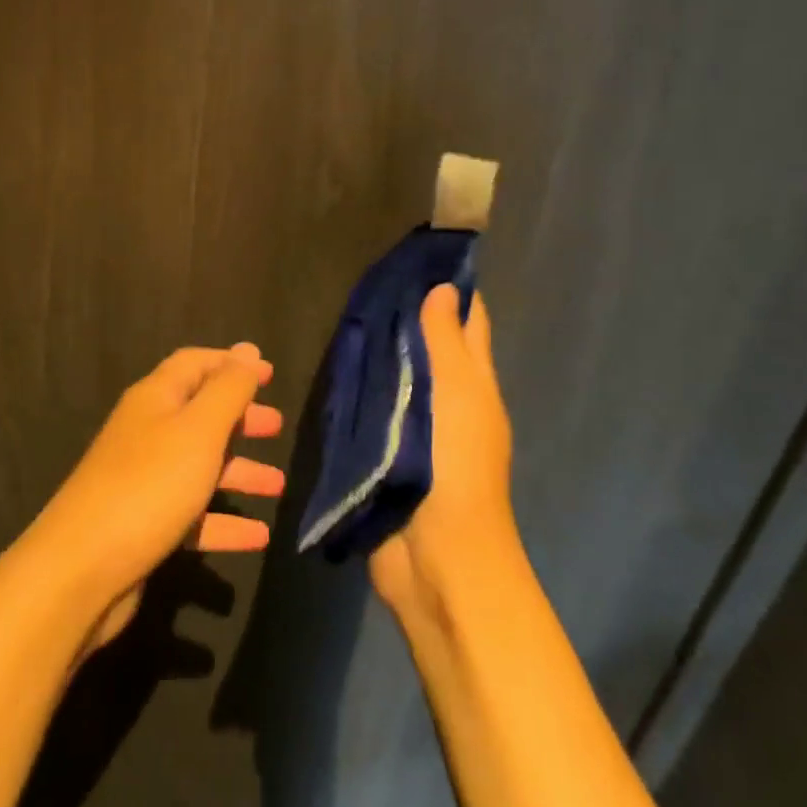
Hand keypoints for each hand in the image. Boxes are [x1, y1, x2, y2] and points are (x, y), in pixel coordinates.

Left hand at [27, 344, 284, 652]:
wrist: (81, 569)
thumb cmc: (149, 485)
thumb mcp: (198, 430)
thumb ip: (228, 389)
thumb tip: (248, 348)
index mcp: (155, 399)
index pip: (195, 364)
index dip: (232, 364)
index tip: (269, 374)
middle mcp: (147, 432)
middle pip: (199, 414)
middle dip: (239, 418)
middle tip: (276, 427)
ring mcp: (143, 480)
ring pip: (199, 466)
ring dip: (239, 472)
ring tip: (278, 486)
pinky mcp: (144, 524)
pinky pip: (193, 514)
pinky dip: (224, 521)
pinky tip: (258, 538)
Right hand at [369, 286, 516, 618]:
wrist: (434, 552)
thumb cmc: (456, 463)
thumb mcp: (457, 392)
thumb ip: (444, 340)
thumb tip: (442, 288)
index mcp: (473, 384)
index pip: (467, 323)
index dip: (451, 289)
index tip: (419, 254)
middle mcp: (446, 400)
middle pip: (429, 346)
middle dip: (406, 313)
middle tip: (366, 275)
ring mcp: (413, 426)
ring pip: (397, 374)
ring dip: (379, 347)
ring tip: (344, 308)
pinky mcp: (382, 448)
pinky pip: (370, 405)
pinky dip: (359, 383)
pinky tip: (333, 361)